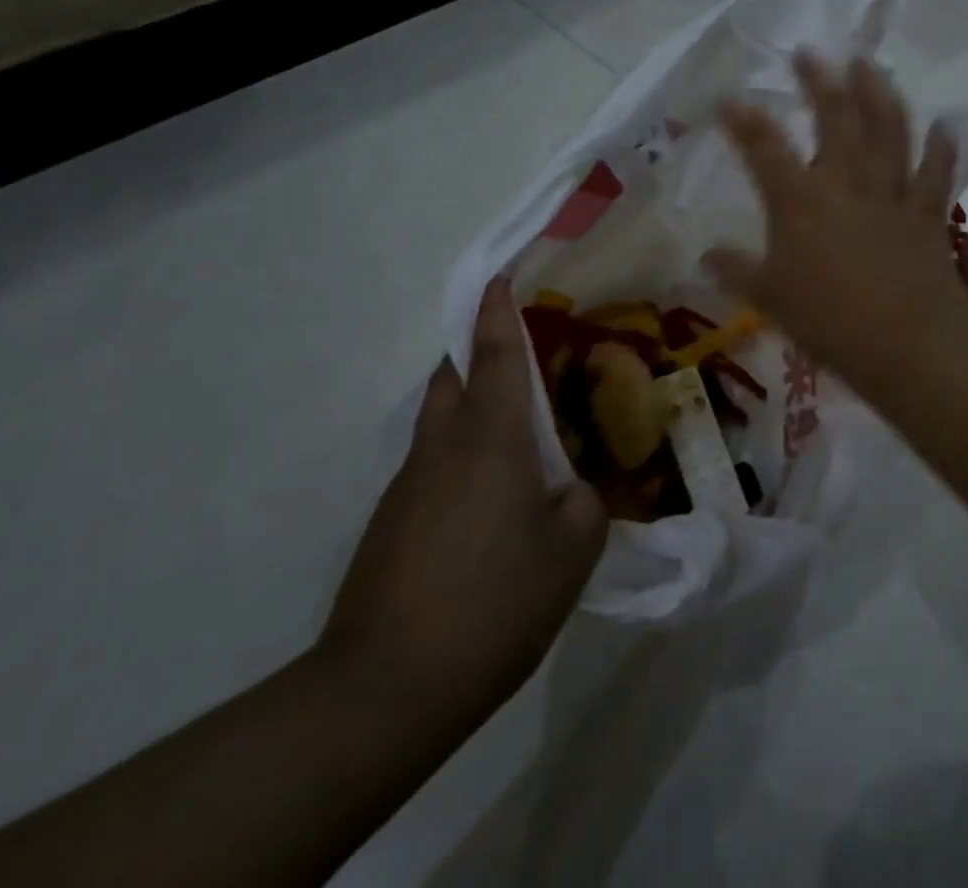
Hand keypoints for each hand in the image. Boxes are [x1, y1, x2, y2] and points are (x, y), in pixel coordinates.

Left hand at [320, 278, 606, 727]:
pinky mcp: (391, 523)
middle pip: (453, 376)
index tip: (500, 275)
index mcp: (490, 438)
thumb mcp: (570, 553)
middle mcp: (443, 446)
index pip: (495, 353)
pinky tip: (491, 503)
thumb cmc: (492, 603)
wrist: (384, 691)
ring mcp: (409, 485)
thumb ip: (583, 505)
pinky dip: (462, 457)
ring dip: (472, 407)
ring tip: (518, 436)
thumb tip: (572, 492)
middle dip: (479, 351)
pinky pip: (433, 464)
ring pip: (441, 420)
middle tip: (523, 358)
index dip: (498, 310)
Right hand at [705, 52, 967, 393]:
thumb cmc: (829, 321)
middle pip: (834, 117)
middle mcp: (846, 181)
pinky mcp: (926, 209)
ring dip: (878, 92)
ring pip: (887, 128)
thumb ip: (737, 271)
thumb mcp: (770, 298)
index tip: (729, 99)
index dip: (744, 120)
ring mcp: (891, 190)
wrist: (907, 340)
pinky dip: (940, 146)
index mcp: (800, 200)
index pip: (764, 148)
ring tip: (868, 65)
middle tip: (810, 54)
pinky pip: (936, 168)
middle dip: (819, 81)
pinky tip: (943, 125)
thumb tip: (706, 255)